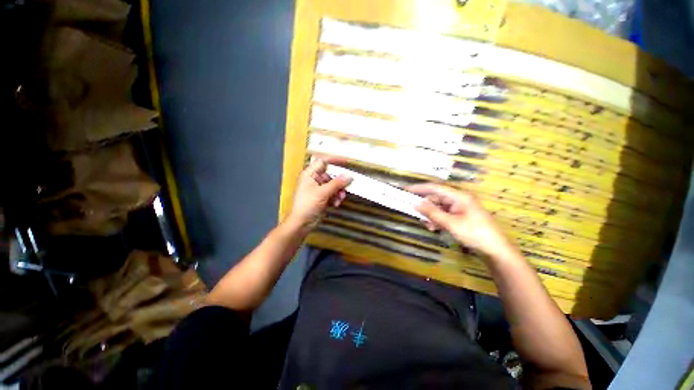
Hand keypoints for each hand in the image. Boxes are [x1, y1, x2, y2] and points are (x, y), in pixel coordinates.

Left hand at [288, 158, 351, 230]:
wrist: (302, 223)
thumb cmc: (308, 204)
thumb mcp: (323, 192)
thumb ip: (336, 183)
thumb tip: (348, 176)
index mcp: (309, 174)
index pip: (322, 162)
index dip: (333, 161)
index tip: (345, 161)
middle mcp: (314, 180)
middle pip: (330, 175)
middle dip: (339, 182)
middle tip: (346, 185)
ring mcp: (319, 189)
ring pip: (333, 185)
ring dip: (338, 191)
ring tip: (340, 198)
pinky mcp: (322, 198)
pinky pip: (333, 194)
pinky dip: (336, 198)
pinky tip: (336, 203)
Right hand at [408, 183, 515, 258]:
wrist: (495, 251)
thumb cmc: (474, 233)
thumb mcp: (450, 223)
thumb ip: (432, 212)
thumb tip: (415, 203)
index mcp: (459, 196)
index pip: (435, 188)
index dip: (420, 188)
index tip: (406, 190)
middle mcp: (459, 200)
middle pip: (436, 198)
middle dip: (426, 206)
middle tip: (415, 213)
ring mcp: (460, 209)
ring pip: (439, 208)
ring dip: (431, 215)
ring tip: (427, 225)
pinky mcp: (460, 217)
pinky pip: (444, 215)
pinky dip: (437, 220)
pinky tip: (434, 227)